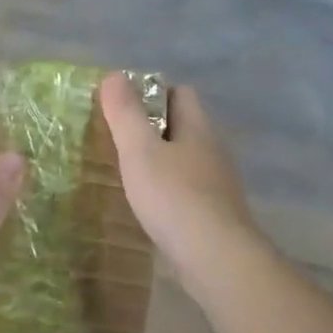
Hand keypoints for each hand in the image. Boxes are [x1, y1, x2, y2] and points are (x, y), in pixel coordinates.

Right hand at [98, 74, 262, 286]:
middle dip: (152, 128)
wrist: (215, 257)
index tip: (120, 107)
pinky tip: (149, 205)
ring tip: (128, 173)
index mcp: (198, 127)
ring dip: (160, 161)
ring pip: (186, 159)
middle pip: (183, 125)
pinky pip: (188, 189)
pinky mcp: (215, 213)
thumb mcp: (140, 151)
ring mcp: (218, 183)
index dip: (151, 92)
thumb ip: (126, 114)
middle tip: (117, 140)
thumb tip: (114, 75)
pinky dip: (168, 190)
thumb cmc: (174, 197)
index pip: (180, 93)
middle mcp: (213, 149)